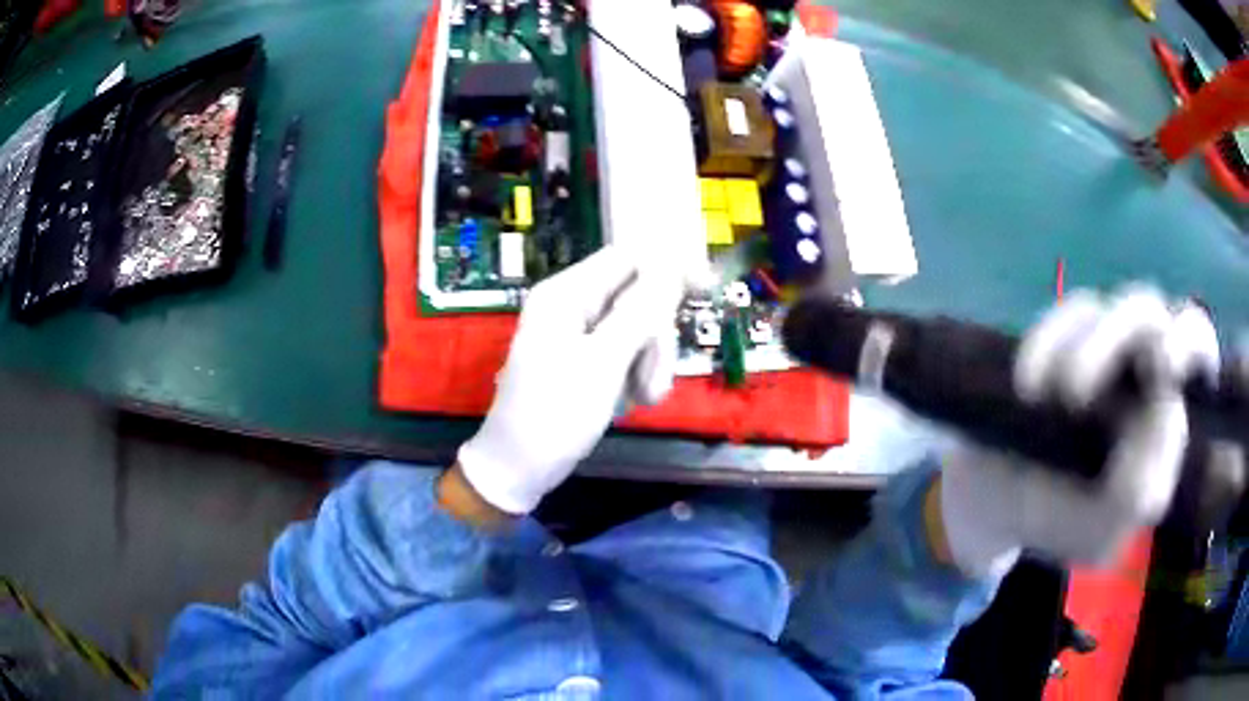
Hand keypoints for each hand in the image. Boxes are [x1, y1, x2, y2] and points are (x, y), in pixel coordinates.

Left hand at [456, 246, 682, 514]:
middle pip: (638, 296)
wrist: (519, 469)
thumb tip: (672, 268)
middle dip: (655, 337)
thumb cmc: (555, 414)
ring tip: (643, 398)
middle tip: (653, 378)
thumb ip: (639, 313)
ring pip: (638, 329)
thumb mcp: (602, 363)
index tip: (705, 290)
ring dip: (650, 362)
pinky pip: (627, 353)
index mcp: (566, 294)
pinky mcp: (587, 361)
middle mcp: (573, 306)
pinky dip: (637, 375)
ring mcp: (580, 335)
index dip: (668, 269)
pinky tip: (635, 402)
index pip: (627, 258)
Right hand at [938, 286, 1222, 577]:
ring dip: (1081, 351)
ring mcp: (1096, 345)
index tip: (1165, 366)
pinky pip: (1059, 319)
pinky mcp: (1058, 337)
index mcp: (1162, 413)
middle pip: (1149, 311)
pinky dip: (1045, 345)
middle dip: (1125, 331)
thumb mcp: (1101, 534)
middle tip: (1094, 372)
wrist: (993, 505)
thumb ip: (1142, 492)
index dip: (1190, 343)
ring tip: (1054, 401)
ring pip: (1102, 309)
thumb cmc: (1057, 523)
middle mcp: (1136, 366)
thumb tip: (1169, 413)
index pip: (1198, 351)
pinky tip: (1029, 387)